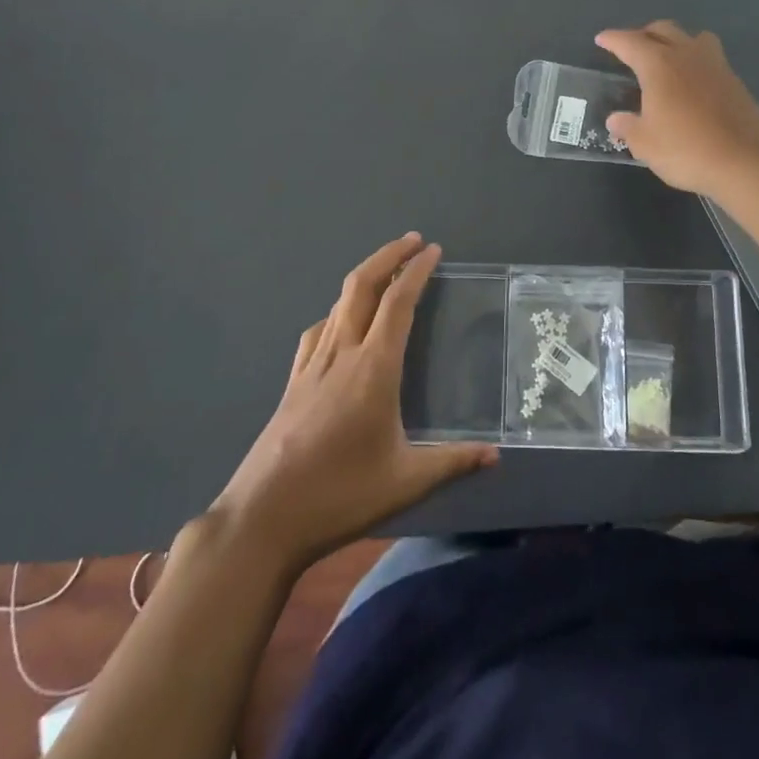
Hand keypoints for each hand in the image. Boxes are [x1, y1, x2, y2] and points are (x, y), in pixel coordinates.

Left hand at [207, 234, 496, 571]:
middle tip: (412, 241)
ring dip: (364, 277)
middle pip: (362, 286)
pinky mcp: (293, 381)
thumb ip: (453, 463)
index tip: (432, 250)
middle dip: (387, 256)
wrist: (263, 517)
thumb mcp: (405, 482)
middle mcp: (342, 353)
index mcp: (373, 368)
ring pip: (339, 303)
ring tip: (386, 272)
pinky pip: (318, 329)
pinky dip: (338, 311)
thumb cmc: (339, 495)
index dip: (416, 271)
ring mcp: (312, 365)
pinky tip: (341, 324)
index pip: (398, 303)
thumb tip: (496, 456)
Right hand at [596, 21, 758, 195]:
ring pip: (692, 37)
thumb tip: (616, 119)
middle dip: (644, 34)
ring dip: (675, 41)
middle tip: (632, 48)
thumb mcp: (646, 144)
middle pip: (663, 30)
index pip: (629, 42)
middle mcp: (686, 54)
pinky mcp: (734, 80)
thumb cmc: (687, 149)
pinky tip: (690, 81)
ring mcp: (715, 65)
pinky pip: (709, 57)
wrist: (748, 160)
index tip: (602, 39)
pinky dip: (694, 60)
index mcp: (658, 64)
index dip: (613, 40)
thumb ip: (628, 127)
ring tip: (666, 58)